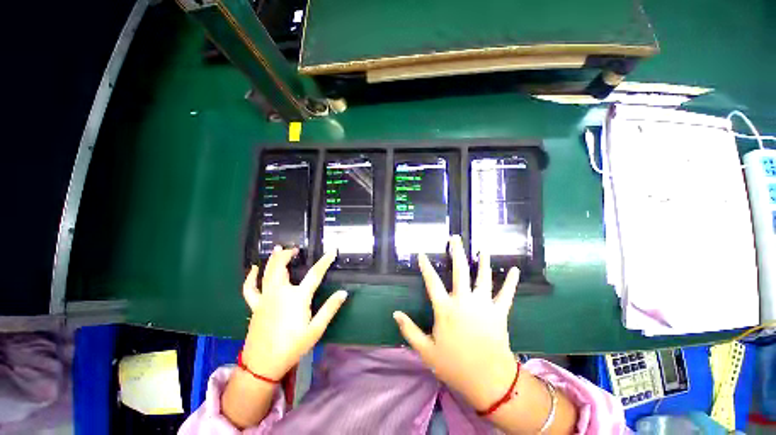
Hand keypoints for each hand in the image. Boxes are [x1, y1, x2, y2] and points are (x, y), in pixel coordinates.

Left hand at [241, 246, 346, 379]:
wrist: (262, 366)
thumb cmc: (292, 347)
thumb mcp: (315, 330)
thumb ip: (329, 309)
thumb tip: (343, 293)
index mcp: (297, 298)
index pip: (315, 274)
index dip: (325, 261)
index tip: (332, 251)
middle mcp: (280, 293)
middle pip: (282, 267)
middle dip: (288, 254)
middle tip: (296, 249)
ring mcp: (265, 298)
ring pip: (267, 273)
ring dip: (273, 259)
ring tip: (278, 249)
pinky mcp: (255, 305)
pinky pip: (250, 288)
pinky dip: (251, 277)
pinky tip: (254, 269)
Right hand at [393, 235, 520, 409]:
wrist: (489, 382)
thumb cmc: (454, 366)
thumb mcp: (426, 351)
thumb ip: (409, 330)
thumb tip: (395, 313)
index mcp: (445, 309)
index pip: (432, 282)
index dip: (426, 267)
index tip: (422, 254)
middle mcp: (464, 301)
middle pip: (460, 271)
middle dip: (457, 252)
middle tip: (455, 238)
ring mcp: (483, 305)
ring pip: (483, 277)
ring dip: (483, 261)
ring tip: (482, 248)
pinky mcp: (499, 313)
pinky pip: (507, 294)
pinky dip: (511, 282)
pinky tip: (514, 270)